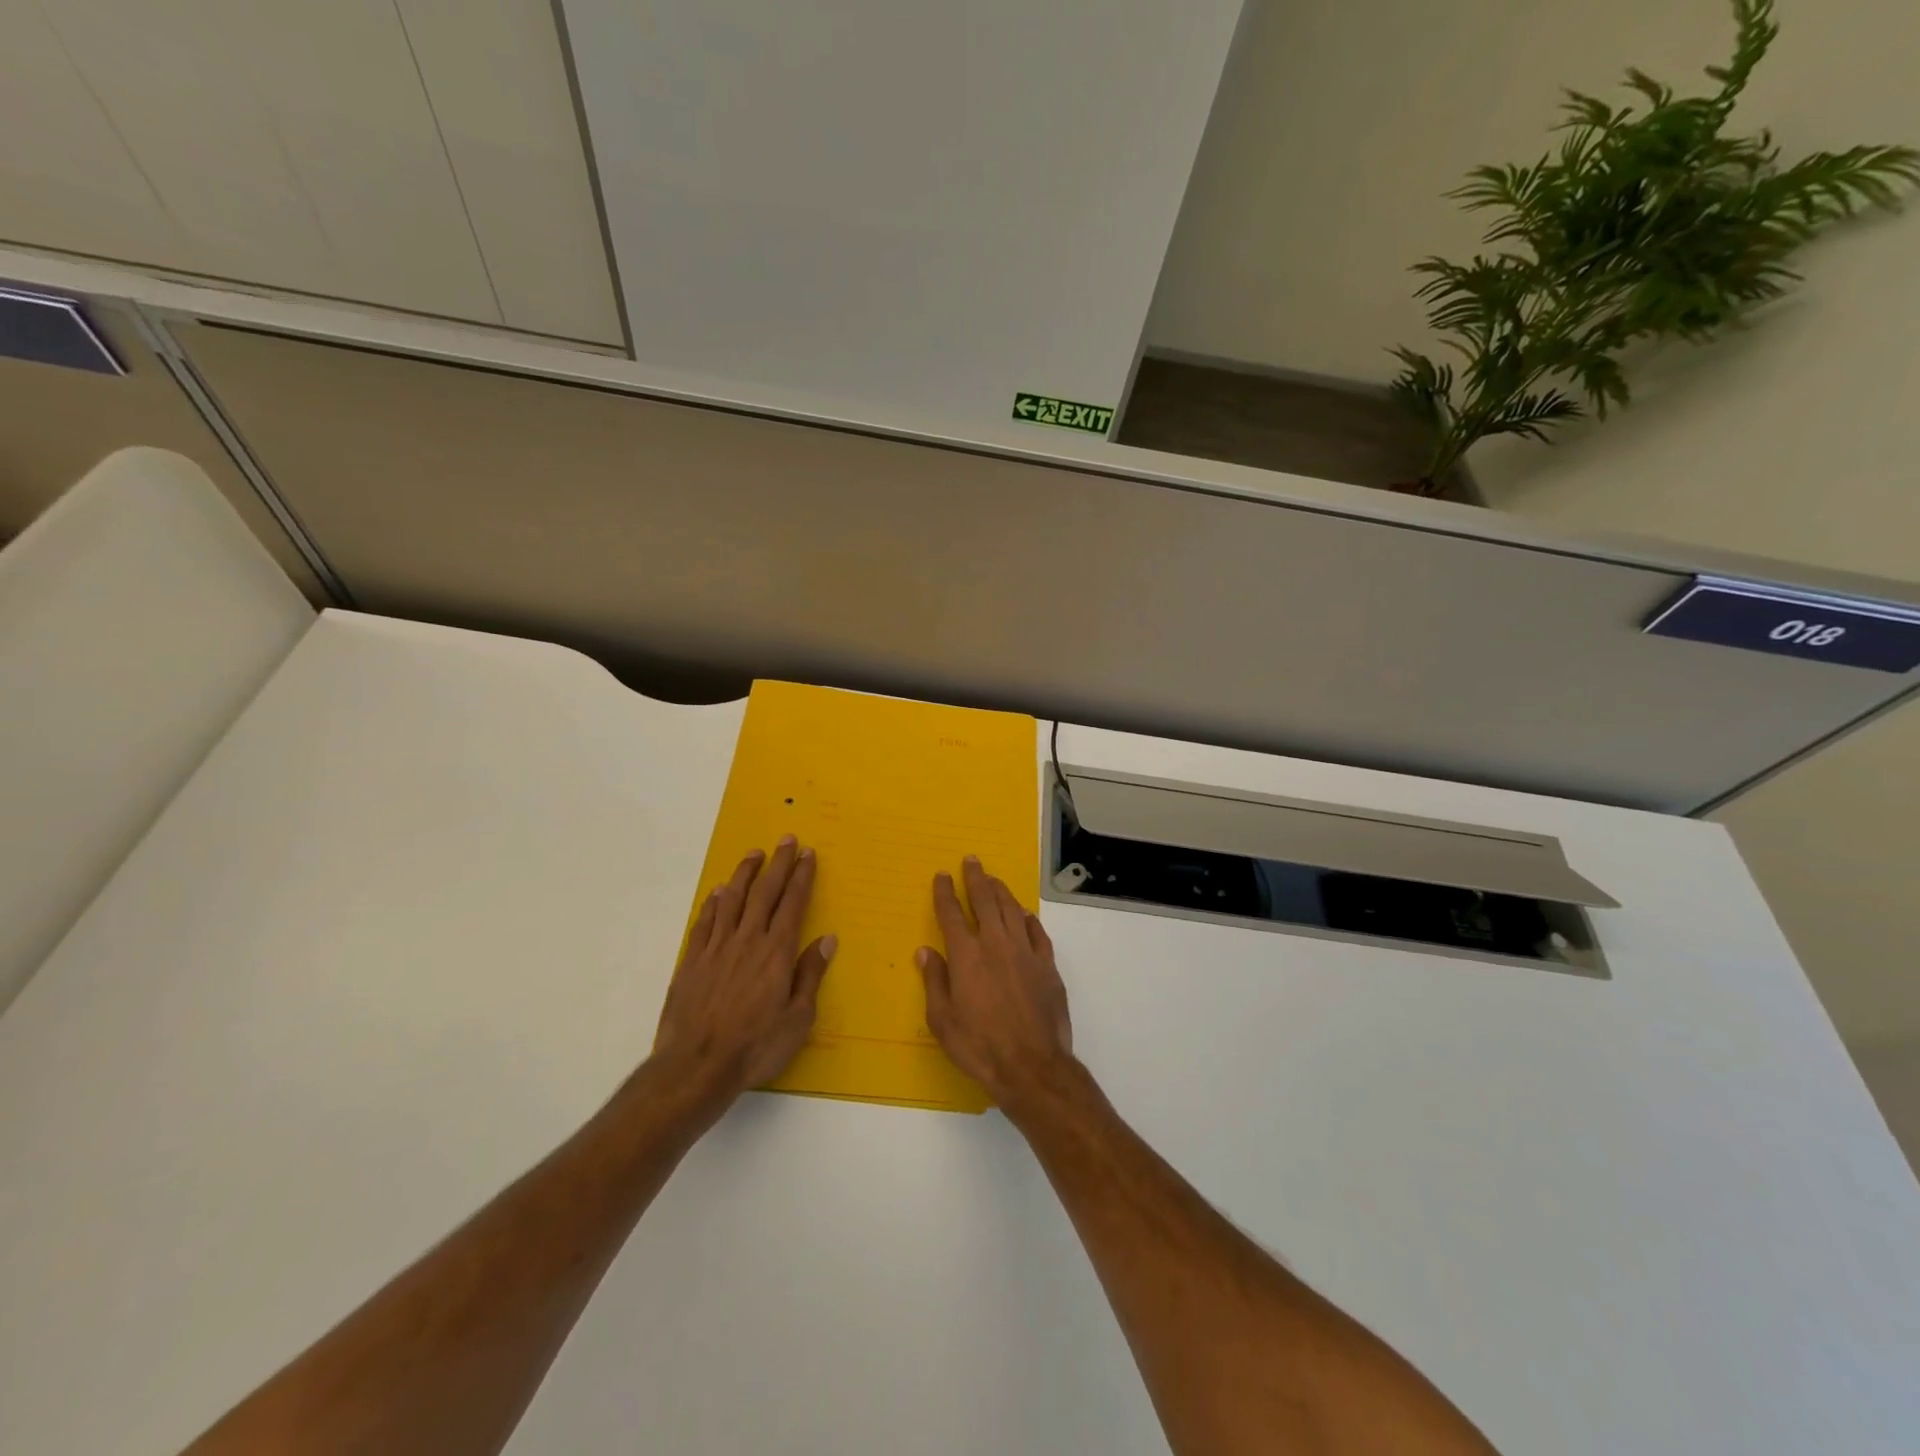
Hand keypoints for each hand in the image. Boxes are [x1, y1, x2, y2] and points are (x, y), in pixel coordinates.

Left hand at [653, 838, 835, 1107]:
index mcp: (777, 952)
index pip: (792, 903)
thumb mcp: (798, 1019)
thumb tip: (827, 939)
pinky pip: (705, 922)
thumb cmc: (756, 1047)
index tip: (807, 854)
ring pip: (732, 900)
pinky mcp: (692, 961)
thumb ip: (810, 975)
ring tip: (754, 854)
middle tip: (786, 840)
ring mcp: (716, 948)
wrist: (696, 1066)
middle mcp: (747, 940)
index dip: (801, 877)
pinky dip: (713, 903)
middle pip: (764, 892)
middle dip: (778, 863)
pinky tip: (718, 893)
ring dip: (744, 874)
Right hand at [916, 856, 1074, 1110]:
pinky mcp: (1047, 965)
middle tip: (972, 861)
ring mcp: (1025, 952)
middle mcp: (996, 944)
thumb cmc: (979, 1047)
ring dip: (1001, 891)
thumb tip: (926, 951)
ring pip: (1012, 910)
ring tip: (994, 880)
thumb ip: (934, 981)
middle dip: (976, 878)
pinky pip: (1037, 932)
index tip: (942, 875)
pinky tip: (1024, 914)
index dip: (945, 892)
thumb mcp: (943, 1021)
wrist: (1032, 1065)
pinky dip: (1028, 918)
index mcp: (966, 956)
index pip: (952, 914)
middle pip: (985, 901)